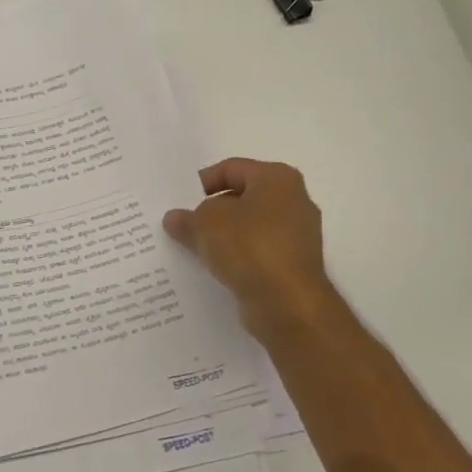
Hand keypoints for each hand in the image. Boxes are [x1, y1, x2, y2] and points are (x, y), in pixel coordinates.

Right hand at [163, 158, 340, 343]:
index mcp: (277, 179)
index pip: (231, 168)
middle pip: (241, 198)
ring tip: (192, 248)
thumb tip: (176, 218)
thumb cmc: (249, 247)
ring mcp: (296, 235)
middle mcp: (293, 201)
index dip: (201, 182)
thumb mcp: (205, 224)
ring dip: (221, 236)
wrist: (287, 303)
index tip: (179, 201)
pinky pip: (256, 252)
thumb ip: (187, 217)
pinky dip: (236, 257)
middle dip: (210, 211)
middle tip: (182, 224)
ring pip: (248, 227)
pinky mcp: (292, 264)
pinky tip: (213, 268)